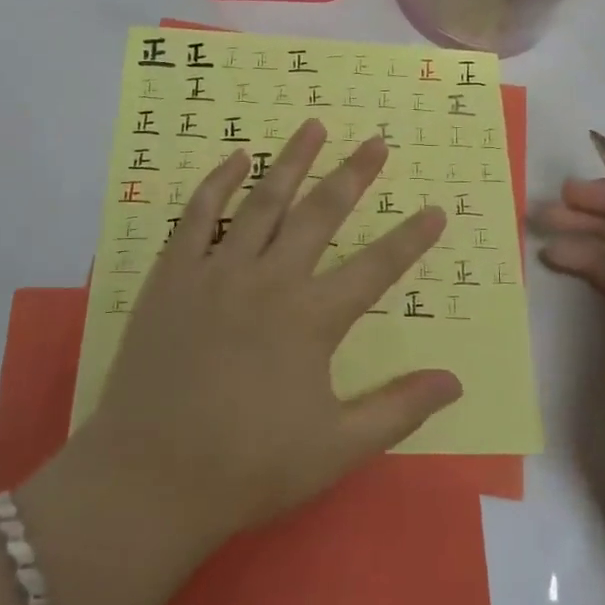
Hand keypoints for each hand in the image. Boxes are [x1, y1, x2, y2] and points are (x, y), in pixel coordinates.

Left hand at [79, 120, 459, 547]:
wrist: (149, 478)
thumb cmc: (247, 467)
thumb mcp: (336, 449)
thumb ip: (398, 410)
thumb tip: (455, 382)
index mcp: (311, 319)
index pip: (375, 268)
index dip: (410, 239)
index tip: (435, 210)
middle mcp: (270, 280)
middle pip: (320, 214)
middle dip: (354, 176)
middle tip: (376, 142)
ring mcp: (217, 271)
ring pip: (263, 201)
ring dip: (292, 161)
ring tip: (314, 126)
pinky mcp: (174, 274)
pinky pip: (198, 215)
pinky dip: (218, 182)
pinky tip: (236, 158)